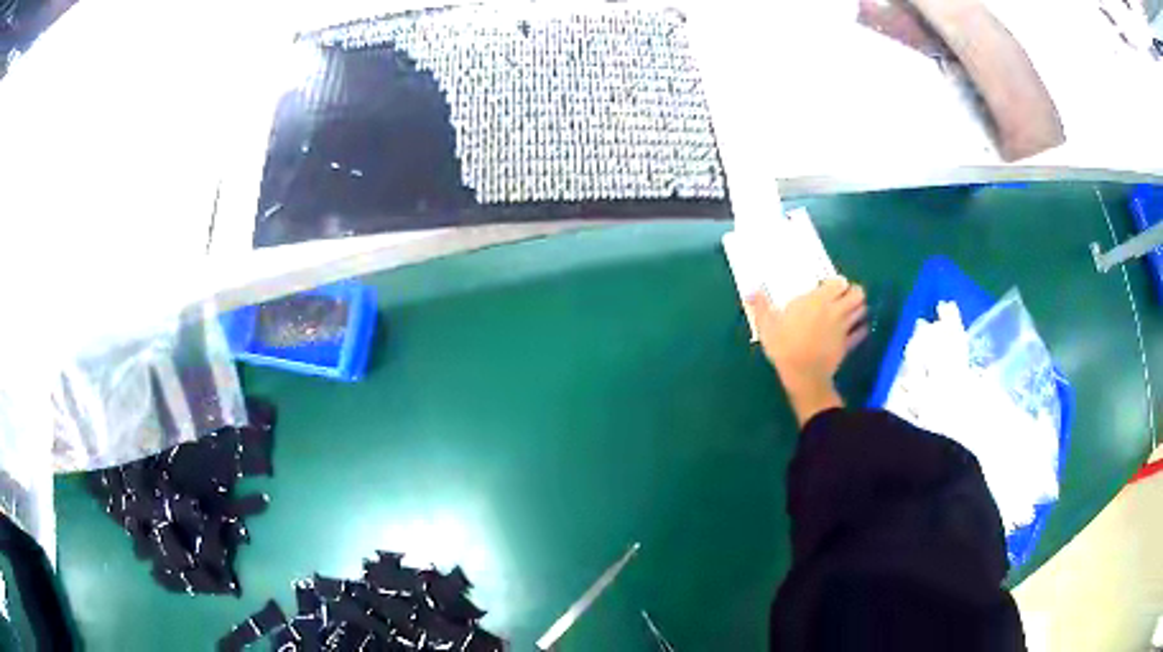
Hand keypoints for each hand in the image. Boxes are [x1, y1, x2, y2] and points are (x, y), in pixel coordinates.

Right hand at [745, 278, 868, 424]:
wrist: (802, 376)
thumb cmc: (784, 346)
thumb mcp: (766, 325)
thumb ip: (761, 306)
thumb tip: (750, 290)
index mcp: (818, 300)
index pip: (839, 282)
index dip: (837, 282)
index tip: (828, 286)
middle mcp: (835, 310)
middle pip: (858, 294)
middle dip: (854, 293)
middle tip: (843, 296)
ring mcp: (844, 328)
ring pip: (861, 312)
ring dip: (858, 309)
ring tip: (849, 311)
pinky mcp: (847, 346)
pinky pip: (860, 334)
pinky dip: (860, 331)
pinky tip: (854, 332)